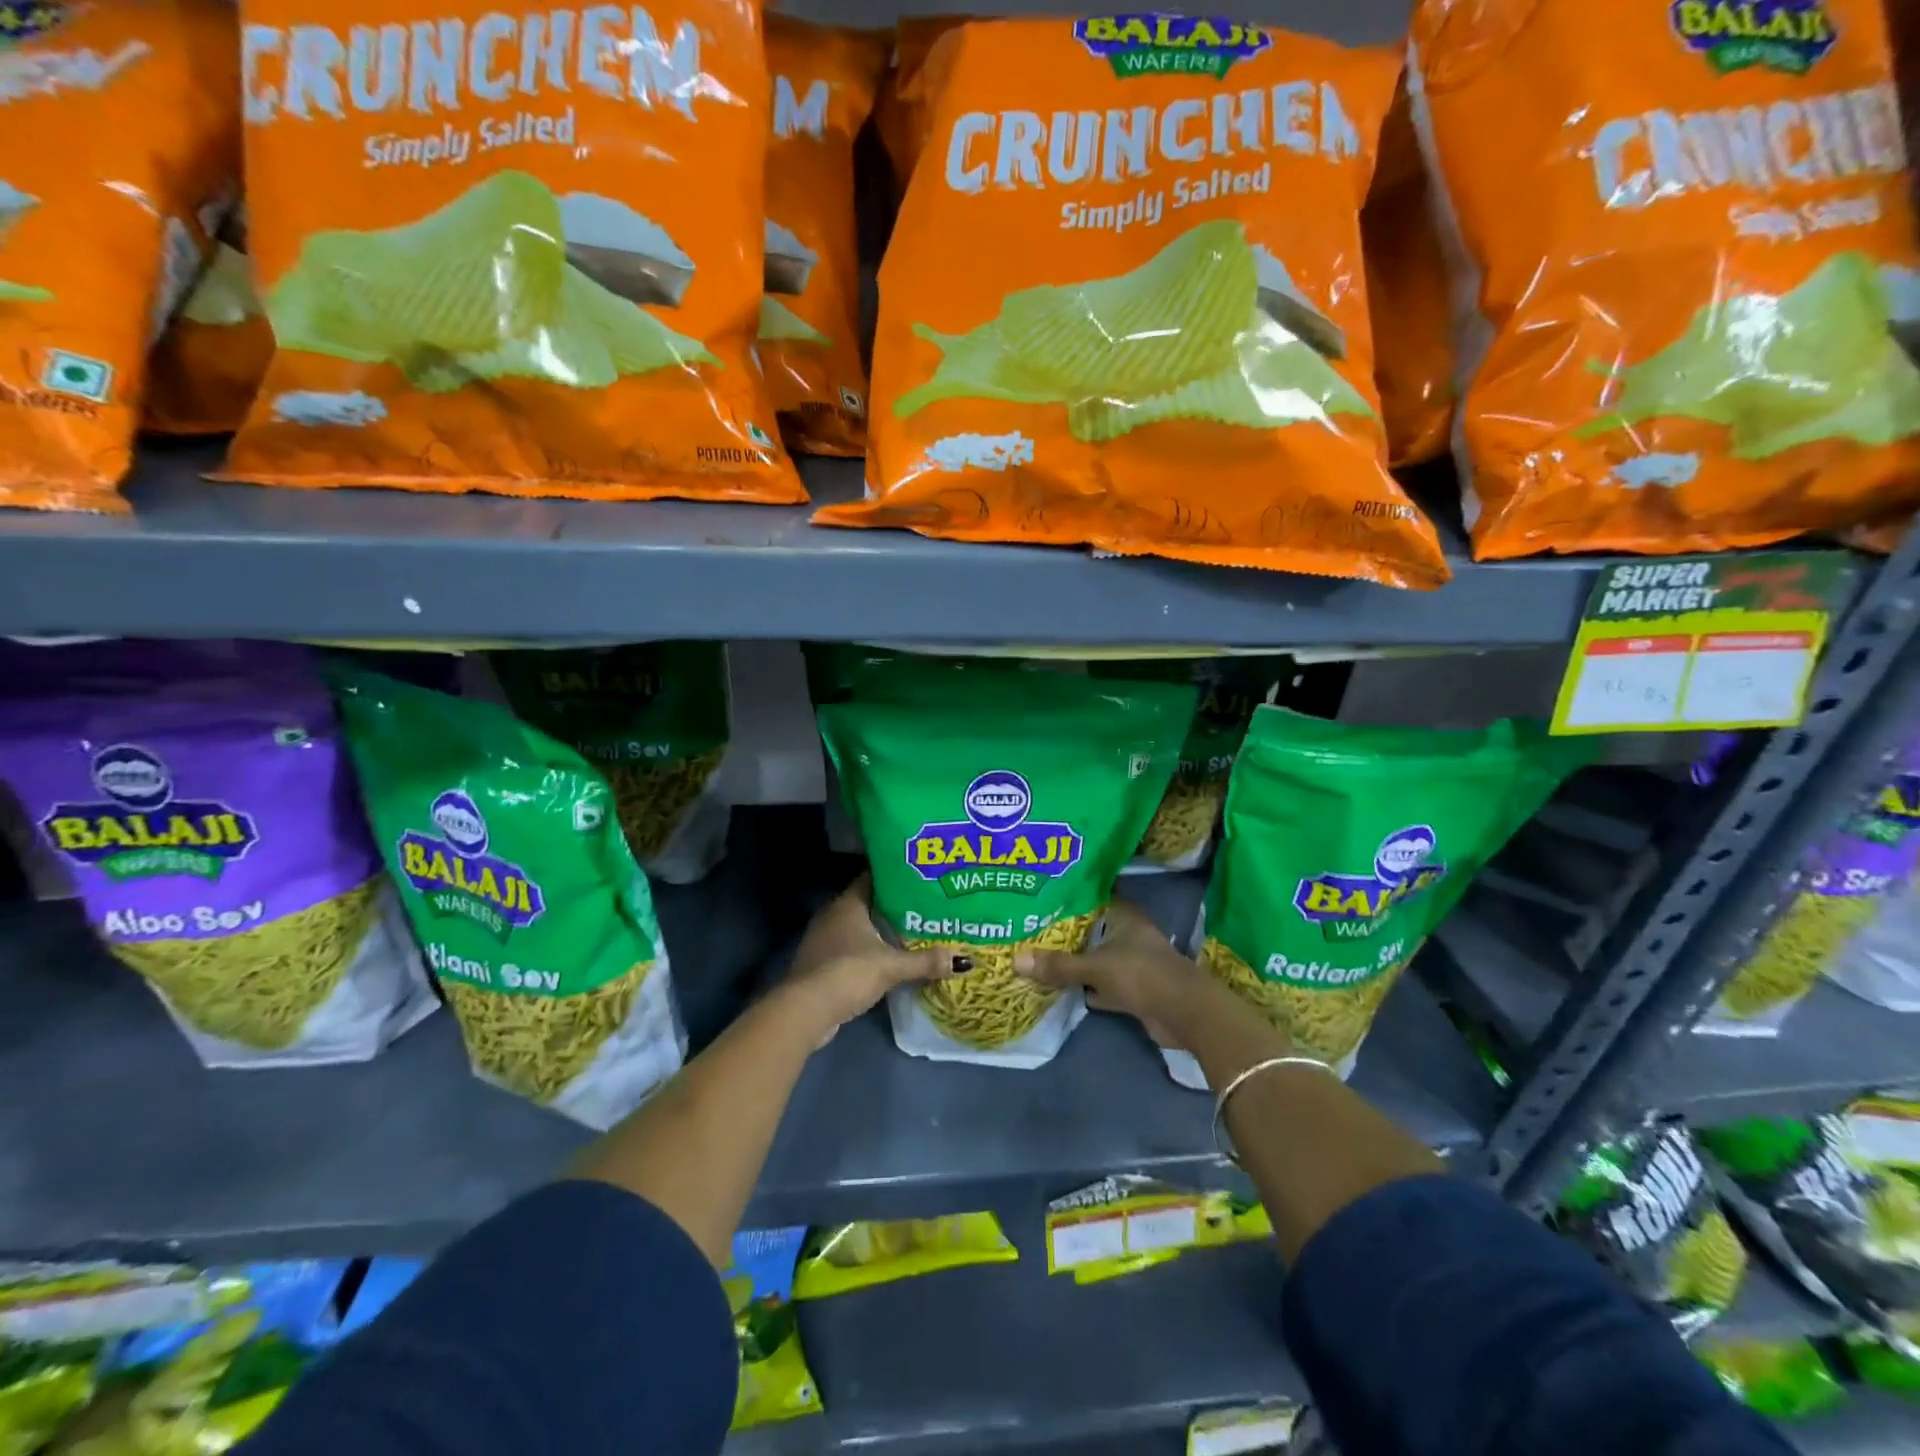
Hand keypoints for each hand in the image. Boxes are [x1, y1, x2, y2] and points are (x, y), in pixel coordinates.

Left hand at [782, 875, 956, 1045]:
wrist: (806, 1010)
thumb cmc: (848, 973)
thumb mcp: (891, 966)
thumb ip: (925, 961)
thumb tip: (961, 960)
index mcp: (847, 904)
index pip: (873, 878)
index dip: (895, 877)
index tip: (919, 878)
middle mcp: (833, 915)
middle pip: (868, 903)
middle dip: (893, 907)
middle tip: (923, 907)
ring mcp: (824, 940)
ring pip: (859, 928)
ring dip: (880, 932)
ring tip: (911, 933)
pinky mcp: (822, 963)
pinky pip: (851, 949)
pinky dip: (869, 952)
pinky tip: (888, 960)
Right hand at [1015, 901, 1269, 1052]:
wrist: (1185, 1014)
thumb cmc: (1142, 975)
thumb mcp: (1096, 968)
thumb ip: (1059, 966)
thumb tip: (1015, 960)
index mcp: (1124, 917)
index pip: (1093, 897)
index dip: (1070, 896)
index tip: (1041, 895)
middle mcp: (1128, 934)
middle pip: (1092, 929)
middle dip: (1066, 931)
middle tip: (1030, 926)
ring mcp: (1132, 962)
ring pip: (1096, 957)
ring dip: (1076, 960)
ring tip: (1038, 955)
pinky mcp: (1133, 989)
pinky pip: (1101, 983)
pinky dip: (1086, 987)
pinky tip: (1060, 987)